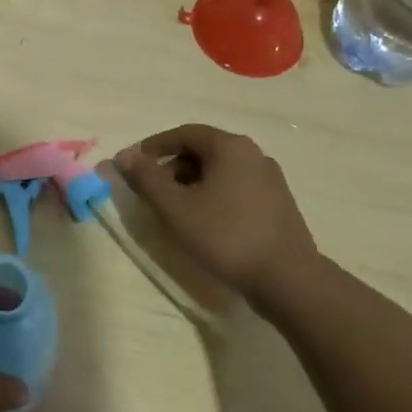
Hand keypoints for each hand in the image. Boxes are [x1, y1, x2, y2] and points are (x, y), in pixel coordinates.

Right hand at [113, 124, 321, 306]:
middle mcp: (253, 154)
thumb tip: (124, 155)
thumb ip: (147, 179)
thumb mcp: (175, 208)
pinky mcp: (278, 203)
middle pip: (203, 150)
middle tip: (152, 190)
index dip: (154, 146)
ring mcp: (270, 179)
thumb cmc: (226, 236)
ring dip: (192, 182)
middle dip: (172, 166)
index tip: (134, 165)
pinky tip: (205, 221)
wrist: (288, 278)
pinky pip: (236, 187)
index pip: (184, 133)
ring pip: (220, 170)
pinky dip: (214, 194)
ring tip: (176, 209)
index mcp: (230, 147)